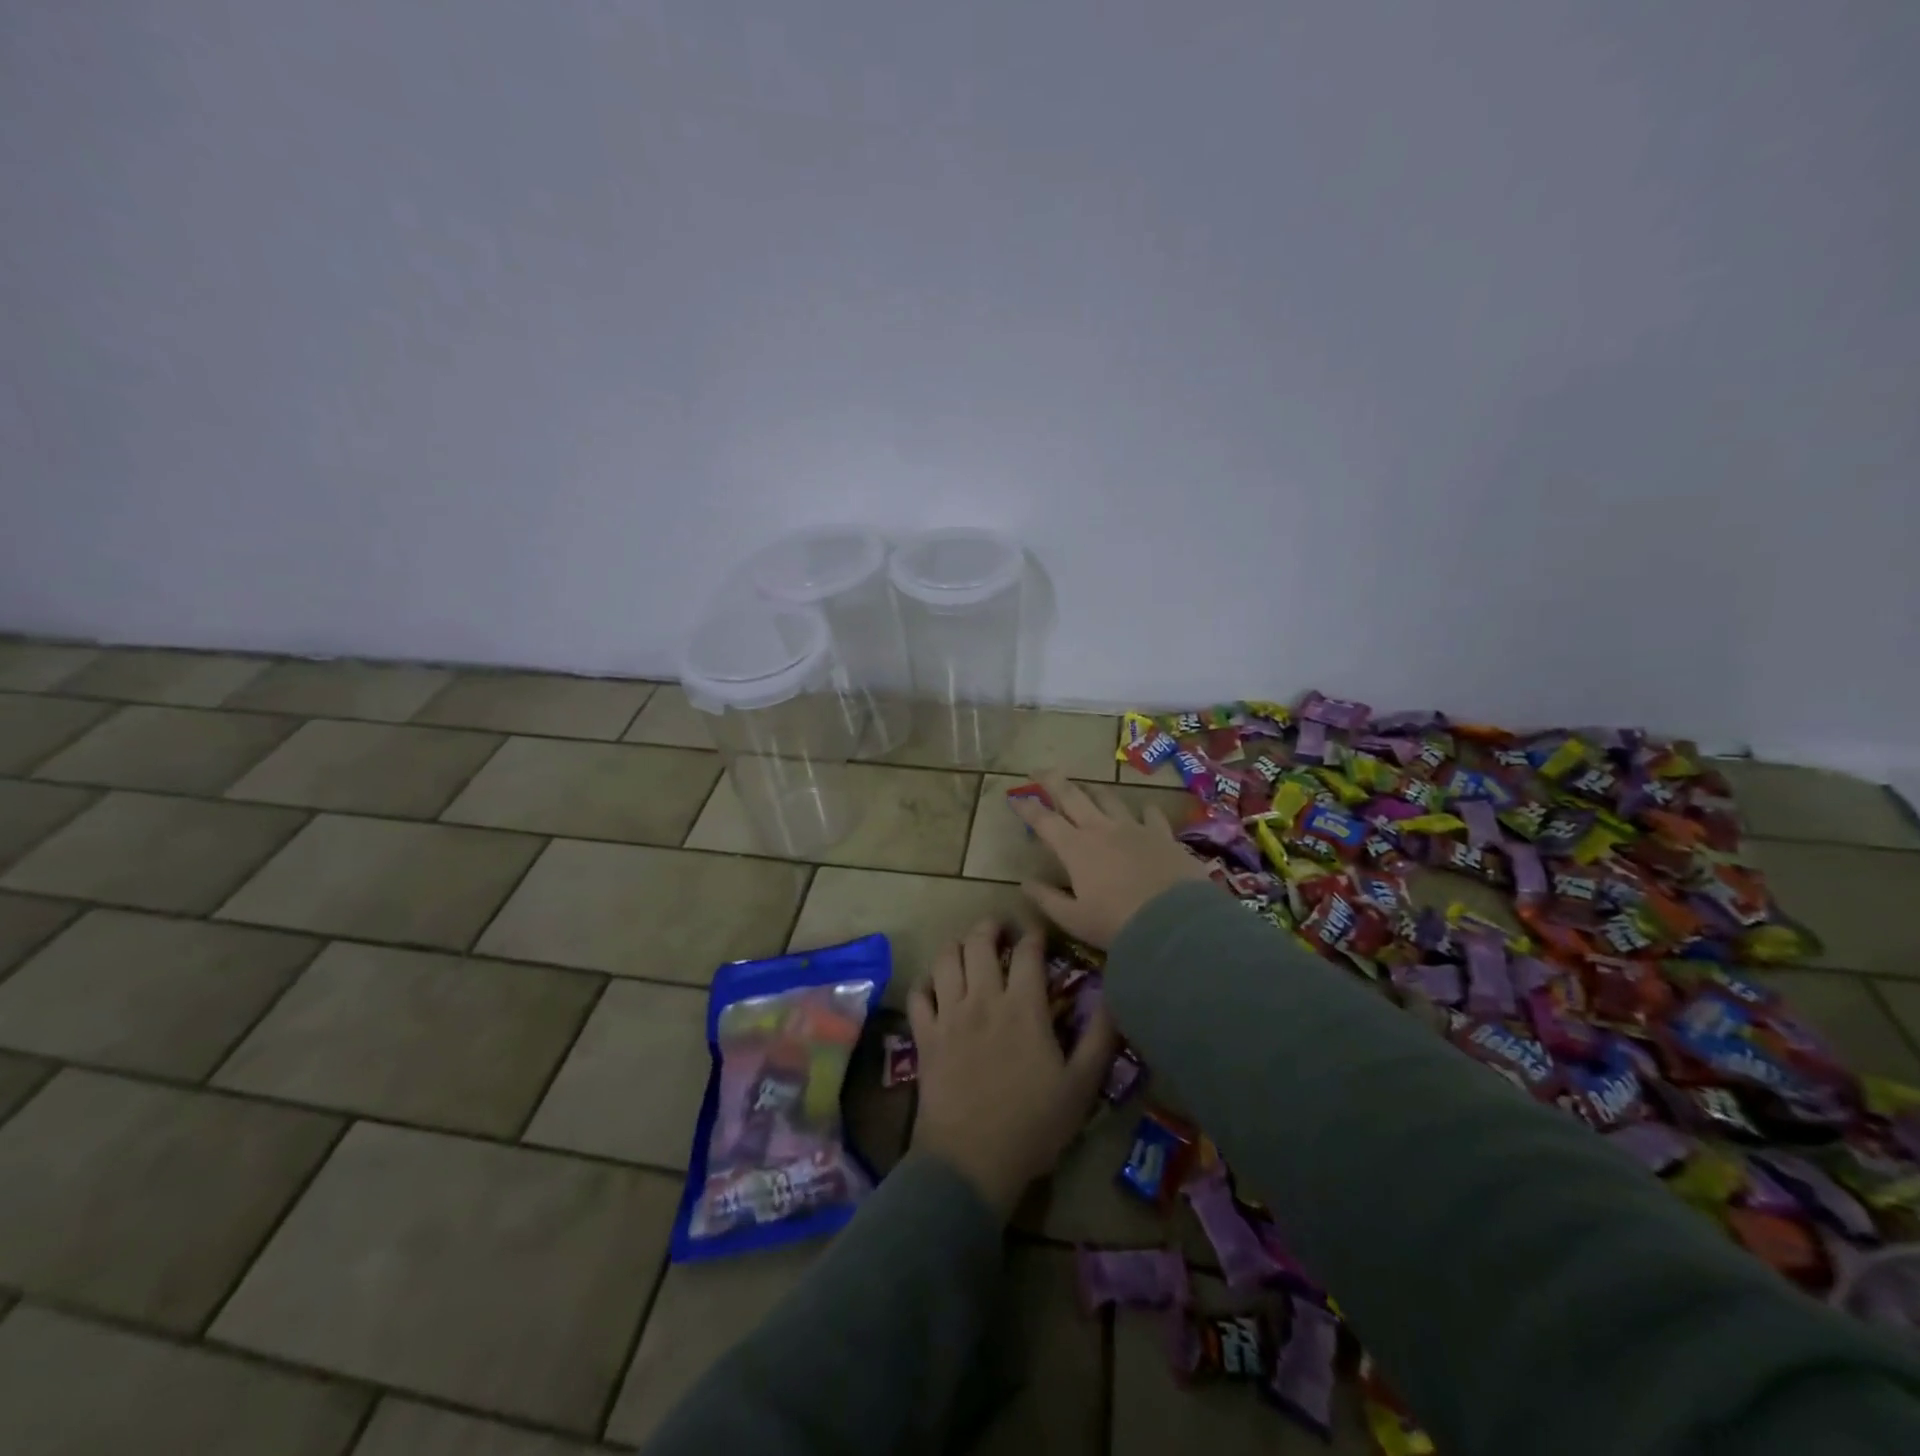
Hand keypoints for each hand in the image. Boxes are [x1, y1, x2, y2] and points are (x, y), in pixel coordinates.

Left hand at [908, 921, 1117, 1216]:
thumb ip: (1099, 1038)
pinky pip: (919, 994)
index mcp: (1023, 1007)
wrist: (970, 1162)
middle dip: (990, 926)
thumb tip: (1114, 996)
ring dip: (958, 945)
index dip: (1034, 934)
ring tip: (968, 947)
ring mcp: (949, 1015)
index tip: (1039, 932)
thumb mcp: (1081, 1086)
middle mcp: (983, 999)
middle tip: (1000, 929)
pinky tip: (936, 985)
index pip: (1028, 952)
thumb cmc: (1033, 1126)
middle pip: (979, 942)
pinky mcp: (925, 1036)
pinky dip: (926, 982)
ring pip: (946, 959)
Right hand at [1009, 774, 1213, 947]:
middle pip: (1073, 797)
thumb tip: (1025, 882)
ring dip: (1094, 790)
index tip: (1014, 797)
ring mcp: (1133, 828)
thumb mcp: (1073, 919)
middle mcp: (1101, 830)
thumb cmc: (1116, 923)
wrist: (1173, 922)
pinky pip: (1151, 814)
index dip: (1027, 807)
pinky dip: (1144, 810)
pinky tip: (1144, 808)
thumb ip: (1047, 899)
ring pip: (1109, 799)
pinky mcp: (1162, 835)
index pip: (1044, 821)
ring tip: (1086, 786)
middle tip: (1041, 770)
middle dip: (1054, 782)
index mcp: (1075, 849)